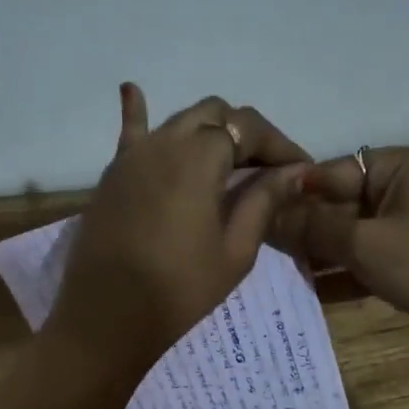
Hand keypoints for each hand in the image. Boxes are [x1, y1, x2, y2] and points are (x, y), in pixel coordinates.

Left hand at [47, 83, 309, 374]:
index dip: (279, 146)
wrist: (108, 318)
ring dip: (208, 131)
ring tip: (228, 159)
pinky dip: (137, 111)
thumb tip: (293, 172)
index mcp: (199, 157)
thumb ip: (263, 201)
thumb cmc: (180, 290)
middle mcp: (164, 142)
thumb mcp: (235, 250)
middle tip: (266, 170)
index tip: (300, 171)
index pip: (248, 129)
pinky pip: (129, 133)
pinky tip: (133, 90)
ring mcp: (132, 155)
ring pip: (178, 121)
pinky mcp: (112, 175)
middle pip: (214, 116)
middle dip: (246, 135)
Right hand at [283, 145, 408, 383]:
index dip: (295, 194)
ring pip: (356, 233)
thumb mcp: (365, 245)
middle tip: (263, 250)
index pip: (333, 170)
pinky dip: (347, 271)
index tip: (256, 217)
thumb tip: (268, 215)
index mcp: (402, 165)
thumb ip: (313, 228)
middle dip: (307, 228)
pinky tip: (311, 291)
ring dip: (323, 253)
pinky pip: (373, 256)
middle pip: (343, 202)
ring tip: (280, 272)